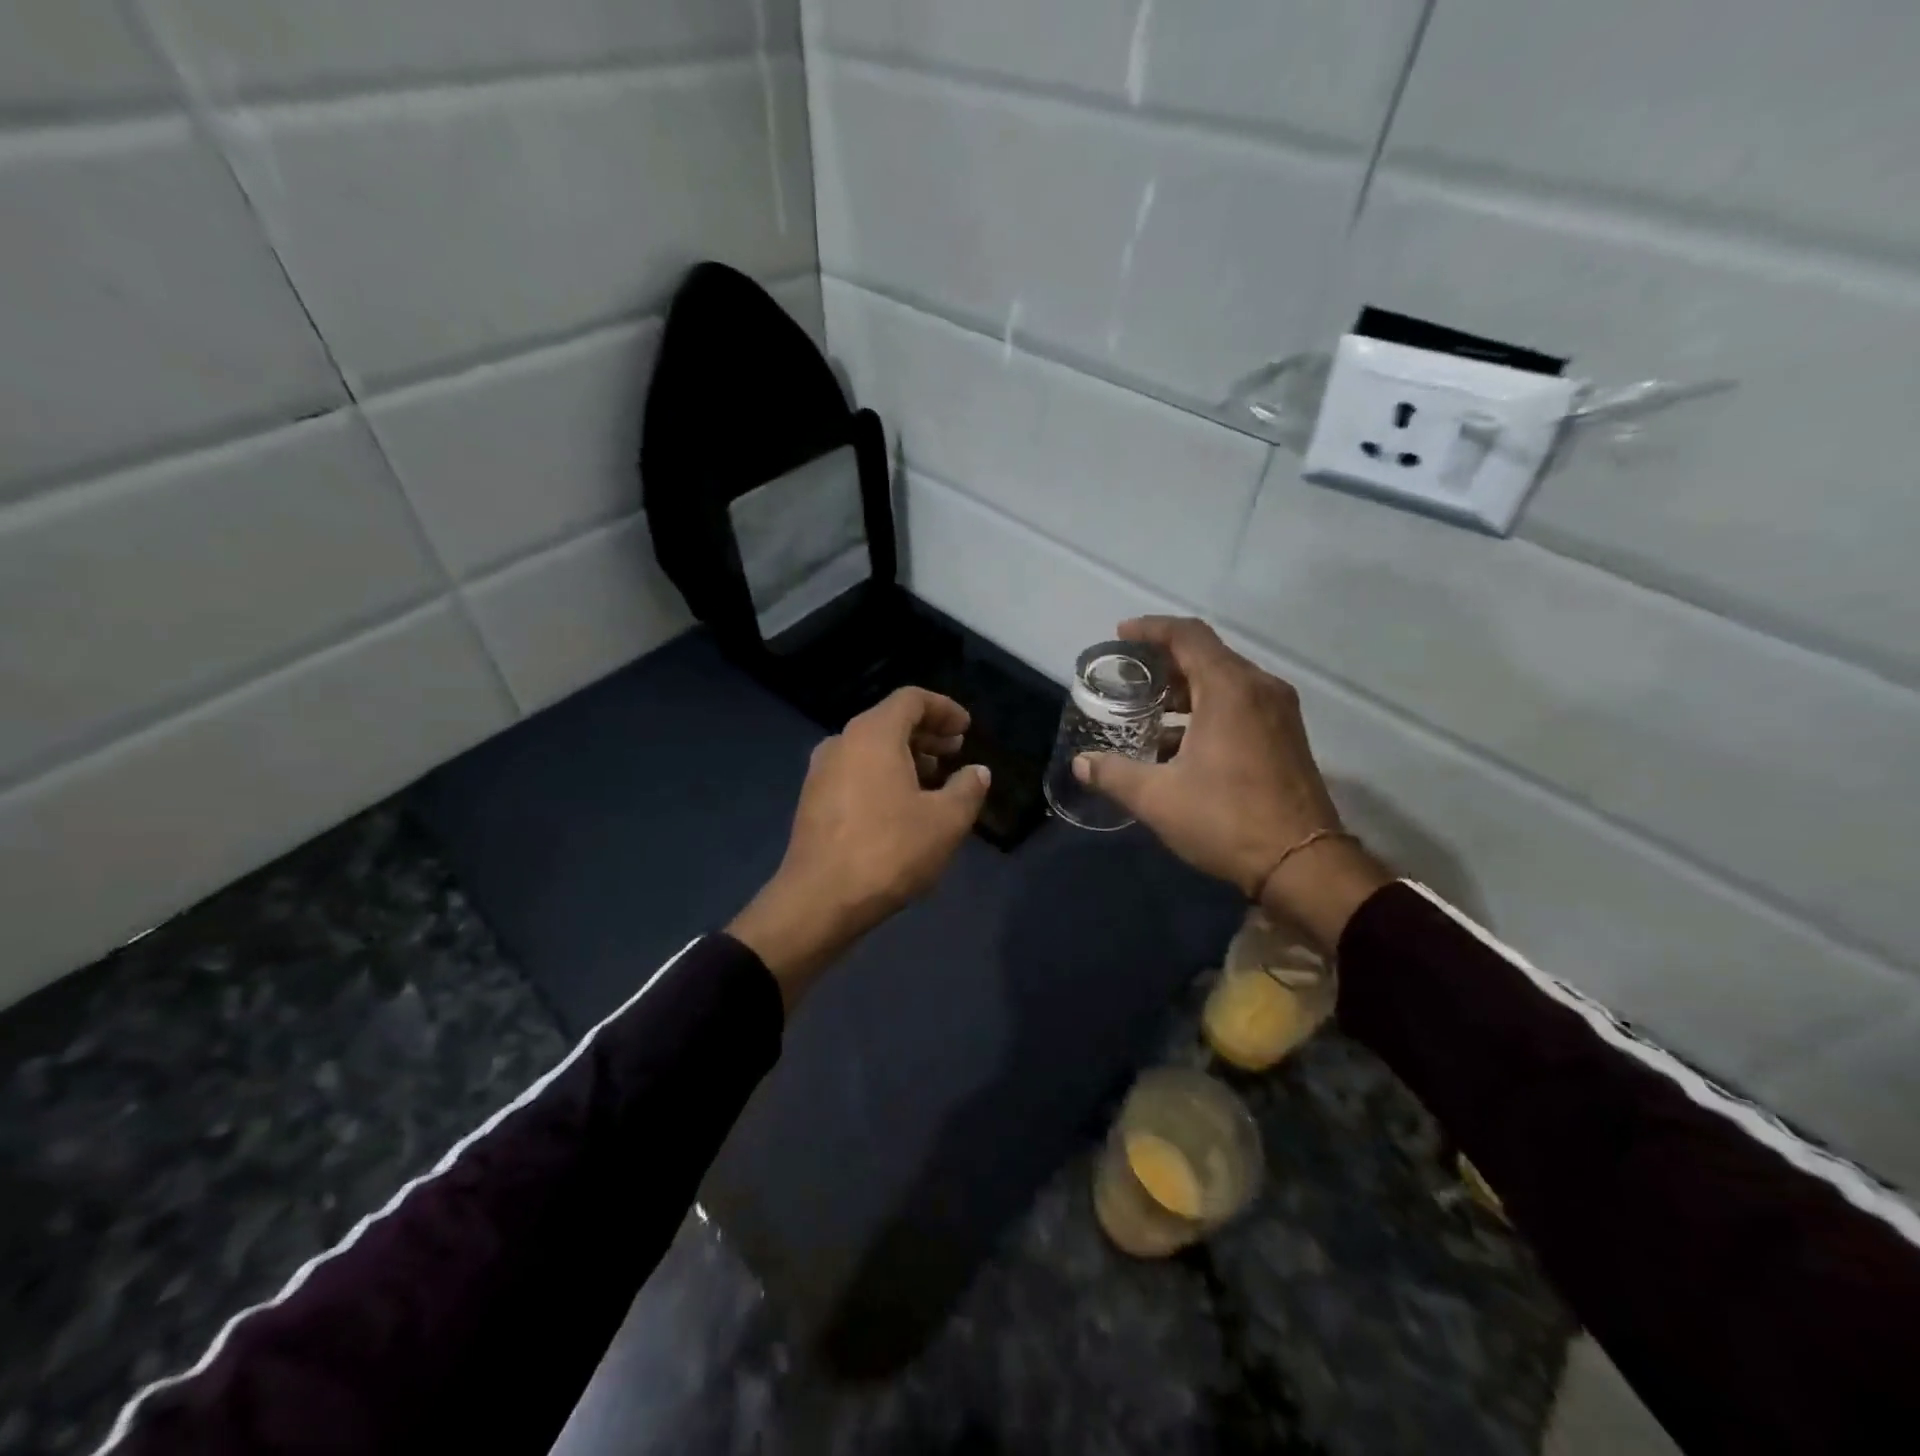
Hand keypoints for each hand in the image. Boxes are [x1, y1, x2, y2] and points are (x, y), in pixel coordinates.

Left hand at [729, 688, 990, 1008]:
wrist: (819, 901)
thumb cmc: (889, 851)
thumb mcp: (946, 821)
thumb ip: (968, 788)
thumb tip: (977, 772)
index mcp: (873, 734)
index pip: (911, 699)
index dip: (944, 708)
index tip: (966, 728)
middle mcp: (842, 742)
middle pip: (889, 721)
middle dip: (927, 734)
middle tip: (955, 752)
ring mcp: (821, 772)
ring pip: (871, 749)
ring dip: (906, 757)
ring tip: (934, 783)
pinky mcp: (813, 801)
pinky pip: (855, 772)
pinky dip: (883, 776)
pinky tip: (902, 808)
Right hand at [1073, 617, 1390, 950]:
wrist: (1302, 864)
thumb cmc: (1226, 819)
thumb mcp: (1157, 798)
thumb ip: (1114, 774)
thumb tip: (1081, 764)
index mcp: (1230, 689)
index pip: (1188, 635)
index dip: (1151, 629)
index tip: (1120, 636)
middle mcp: (1259, 689)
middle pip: (1207, 655)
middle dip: (1164, 662)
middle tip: (1128, 677)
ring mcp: (1279, 713)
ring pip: (1225, 682)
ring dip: (1186, 690)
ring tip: (1148, 710)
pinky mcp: (1286, 737)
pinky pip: (1241, 704)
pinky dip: (1208, 709)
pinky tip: (1180, 742)